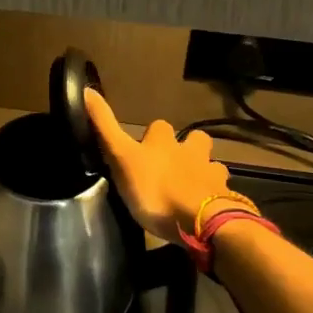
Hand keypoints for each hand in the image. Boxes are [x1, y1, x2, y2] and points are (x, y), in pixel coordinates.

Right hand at [84, 87, 235, 245]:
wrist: (201, 222)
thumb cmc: (155, 190)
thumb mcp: (122, 157)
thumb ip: (105, 127)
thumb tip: (86, 90)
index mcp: (164, 142)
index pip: (158, 126)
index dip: (152, 135)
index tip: (144, 147)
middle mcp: (191, 152)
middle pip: (196, 140)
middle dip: (189, 147)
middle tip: (176, 165)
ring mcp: (212, 175)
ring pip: (213, 165)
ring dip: (205, 171)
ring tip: (194, 187)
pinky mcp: (226, 199)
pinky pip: (224, 193)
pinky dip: (217, 198)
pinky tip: (210, 208)